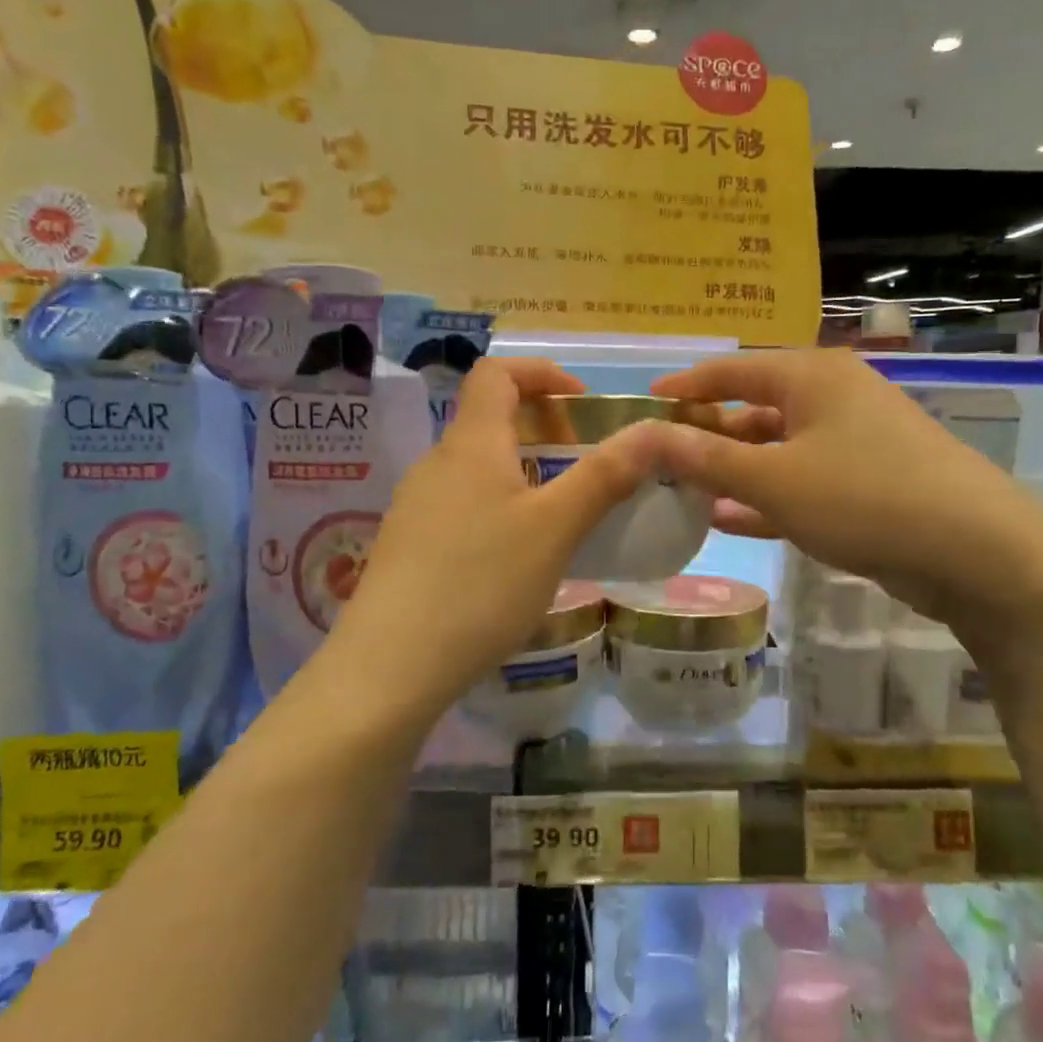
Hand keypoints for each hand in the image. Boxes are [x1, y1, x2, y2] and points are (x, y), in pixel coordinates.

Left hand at [325, 356, 661, 706]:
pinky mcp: (409, 546)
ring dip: (524, 473)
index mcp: (470, 444)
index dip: (542, 373)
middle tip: (586, 468)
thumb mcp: (555, 529)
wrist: (389, 668)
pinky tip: (517, 560)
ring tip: (561, 518)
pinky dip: (500, 508)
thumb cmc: (480, 584)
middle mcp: (436, 463)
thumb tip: (653, 431)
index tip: (583, 404)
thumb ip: (605, 475)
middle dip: (544, 430)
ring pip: (478, 468)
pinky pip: (463, 505)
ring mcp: (416, 506)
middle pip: (490, 420)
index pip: (498, 372)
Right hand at [649, 347, 1042, 618]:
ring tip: (687, 494)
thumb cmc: (863, 498)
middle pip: (755, 406)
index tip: (646, 404)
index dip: (686, 385)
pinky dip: (768, 495)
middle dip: (708, 436)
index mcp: (811, 376)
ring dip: (735, 470)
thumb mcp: (774, 480)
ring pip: (779, 447)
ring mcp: (857, 438)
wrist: (976, 551)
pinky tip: (731, 520)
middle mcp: (834, 396)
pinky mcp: (871, 479)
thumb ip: (707, 459)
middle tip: (662, 462)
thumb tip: (648, 435)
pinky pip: (805, 478)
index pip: (732, 369)